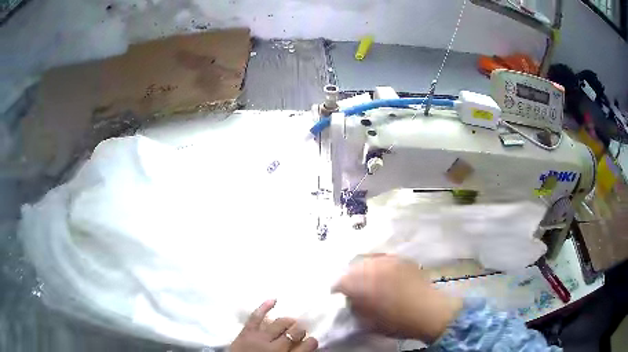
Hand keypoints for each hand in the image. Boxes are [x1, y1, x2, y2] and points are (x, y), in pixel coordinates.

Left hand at [230, 300, 317, 351]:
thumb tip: (303, 347)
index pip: (306, 346)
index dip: (311, 342)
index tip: (312, 340)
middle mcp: (276, 347)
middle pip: (294, 333)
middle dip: (300, 330)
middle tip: (301, 330)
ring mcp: (260, 338)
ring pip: (279, 324)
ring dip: (288, 321)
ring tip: (291, 321)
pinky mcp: (246, 332)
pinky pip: (255, 317)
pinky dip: (264, 307)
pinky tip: (274, 300)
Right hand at [333, 255, 462, 342]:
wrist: (428, 312)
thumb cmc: (396, 322)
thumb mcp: (367, 322)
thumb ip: (354, 308)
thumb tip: (350, 299)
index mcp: (362, 283)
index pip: (340, 282)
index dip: (337, 289)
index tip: (339, 295)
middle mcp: (373, 267)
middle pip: (353, 268)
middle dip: (350, 278)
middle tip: (353, 288)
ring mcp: (389, 260)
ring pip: (369, 261)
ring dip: (365, 270)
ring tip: (369, 280)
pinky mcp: (402, 259)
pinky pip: (385, 259)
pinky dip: (380, 266)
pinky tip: (384, 275)